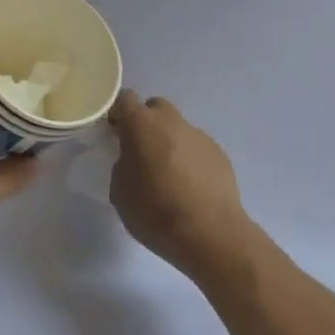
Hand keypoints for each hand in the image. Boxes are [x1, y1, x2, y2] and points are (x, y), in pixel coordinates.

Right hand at [109, 91, 252, 279]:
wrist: (211, 234)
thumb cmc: (156, 212)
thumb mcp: (120, 192)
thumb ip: (122, 165)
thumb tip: (133, 160)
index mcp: (141, 125)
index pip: (125, 99)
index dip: (118, 113)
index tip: (115, 132)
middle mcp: (171, 121)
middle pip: (155, 108)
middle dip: (147, 124)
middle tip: (142, 152)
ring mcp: (199, 135)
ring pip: (178, 129)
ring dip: (170, 143)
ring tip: (170, 177)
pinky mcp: (219, 154)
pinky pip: (197, 148)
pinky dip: (190, 160)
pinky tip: (191, 188)